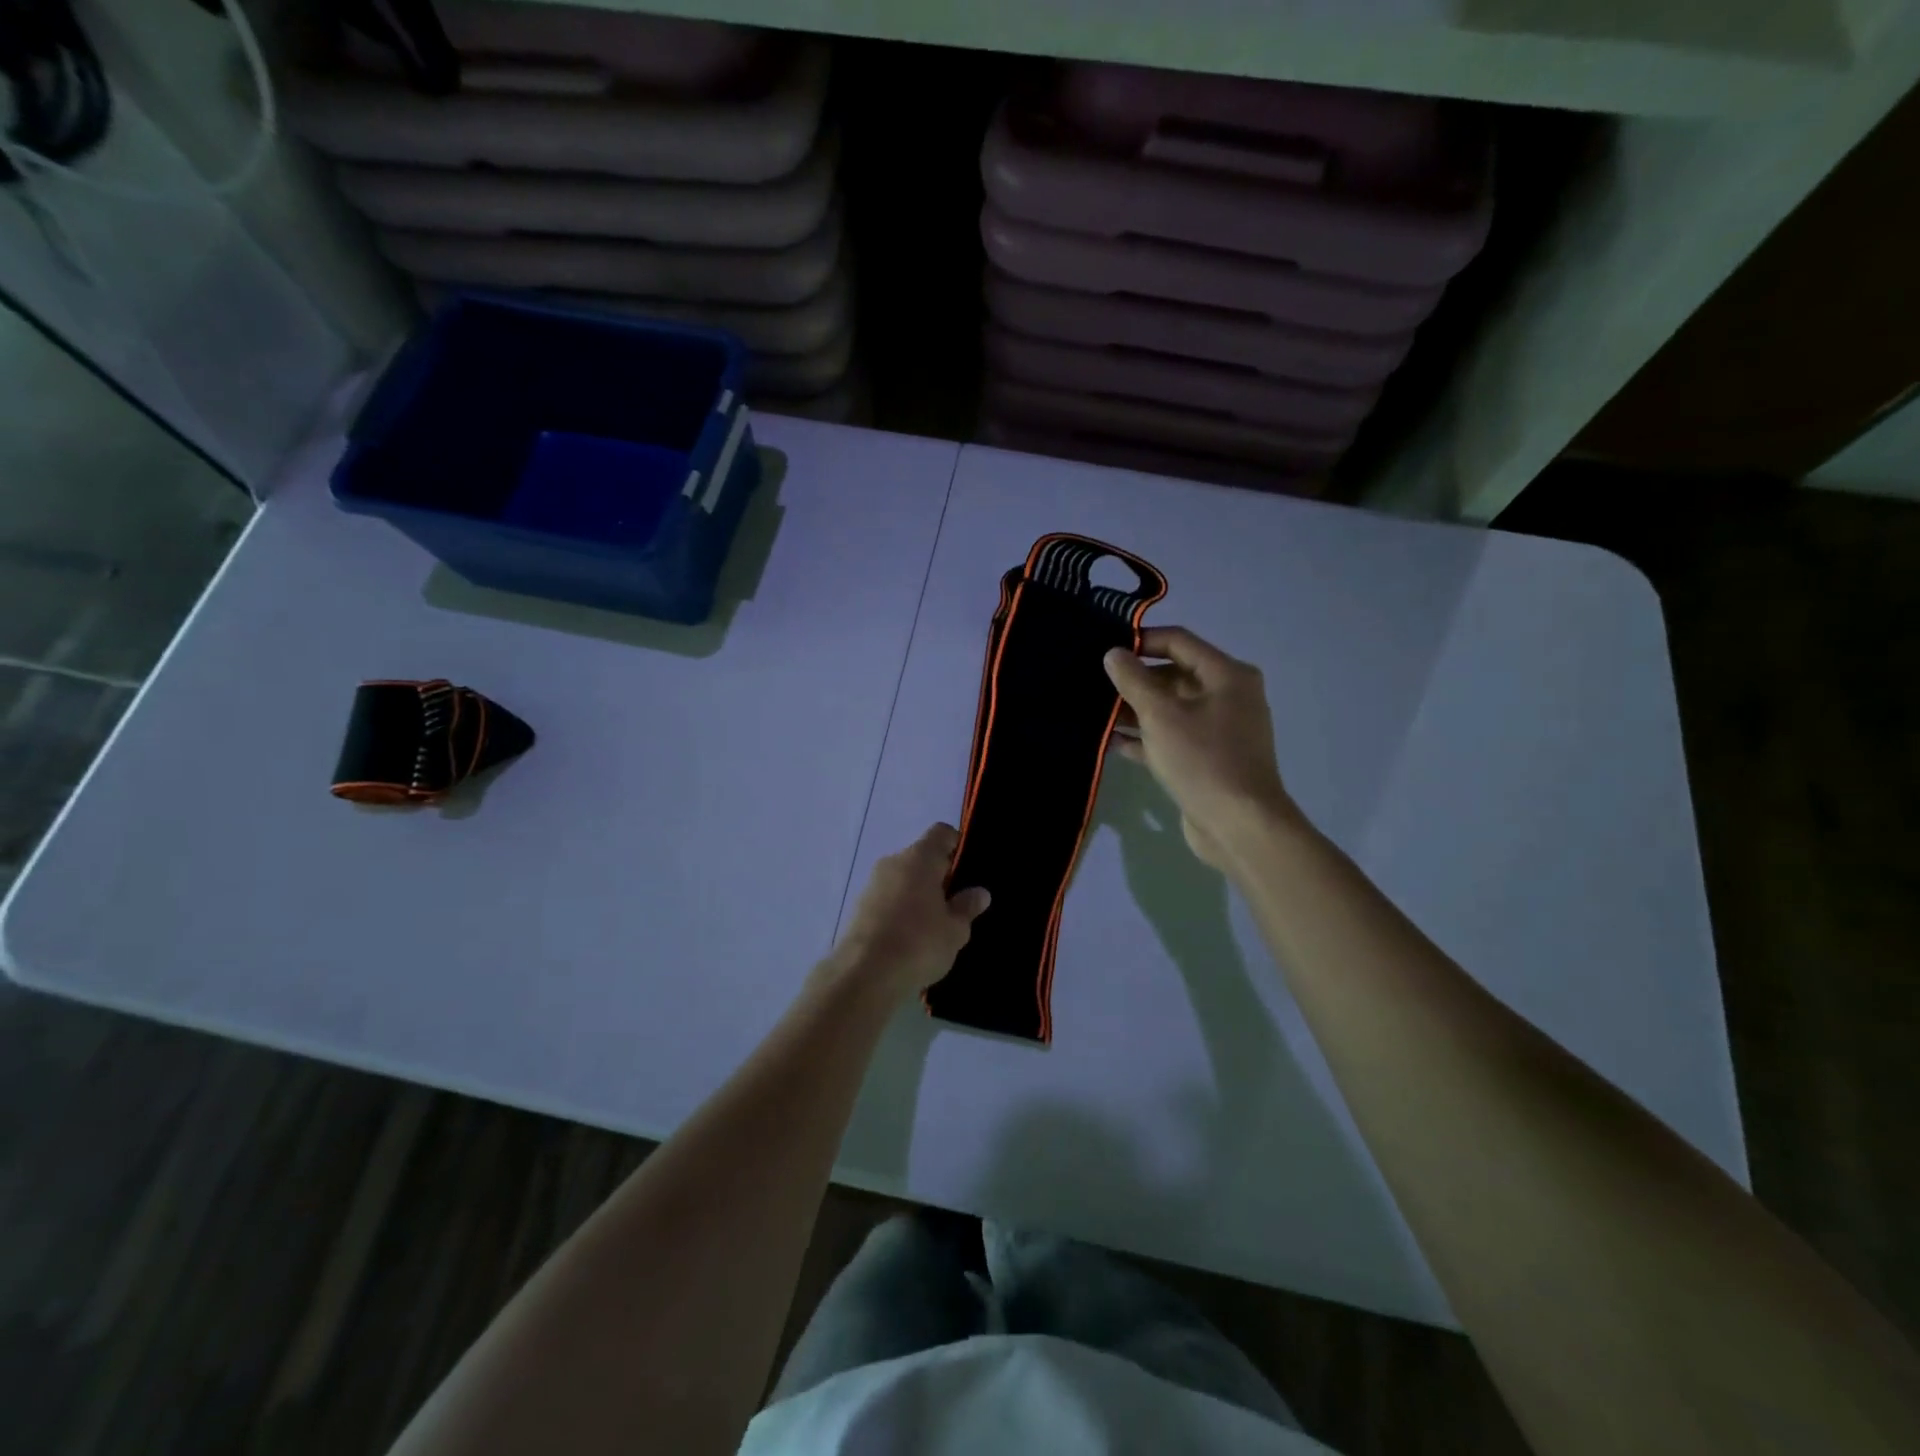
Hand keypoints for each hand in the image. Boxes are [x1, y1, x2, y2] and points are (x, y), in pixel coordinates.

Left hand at [830, 824, 990, 997]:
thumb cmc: (918, 943)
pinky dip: (900, 909)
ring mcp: (872, 884)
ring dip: (918, 893)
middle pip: (921, 857)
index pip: (941, 833)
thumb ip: (967, 907)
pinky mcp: (859, 907)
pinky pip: (888, 898)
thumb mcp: (955, 930)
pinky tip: (909, 937)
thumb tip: (979, 892)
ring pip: (903, 878)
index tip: (967, 870)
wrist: (864, 975)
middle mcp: (892, 862)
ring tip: (933, 925)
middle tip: (955, 903)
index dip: (956, 845)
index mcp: (919, 858)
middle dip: (938, 875)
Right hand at [1104, 627, 1299, 869]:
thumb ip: (1134, 681)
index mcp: (1226, 675)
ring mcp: (1219, 730)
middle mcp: (1228, 696)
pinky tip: (1113, 743)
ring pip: (1171, 709)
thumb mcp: (1161, 715)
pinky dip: (1146, 738)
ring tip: (1097, 712)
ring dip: (1136, 710)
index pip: (1179, 641)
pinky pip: (1172, 737)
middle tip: (1095, 683)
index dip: (1141, 641)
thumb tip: (1114, 653)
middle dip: (1135, 680)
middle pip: (1174, 675)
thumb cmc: (1202, 759)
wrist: (1239, 825)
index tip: (1106, 650)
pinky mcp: (1208, 759)